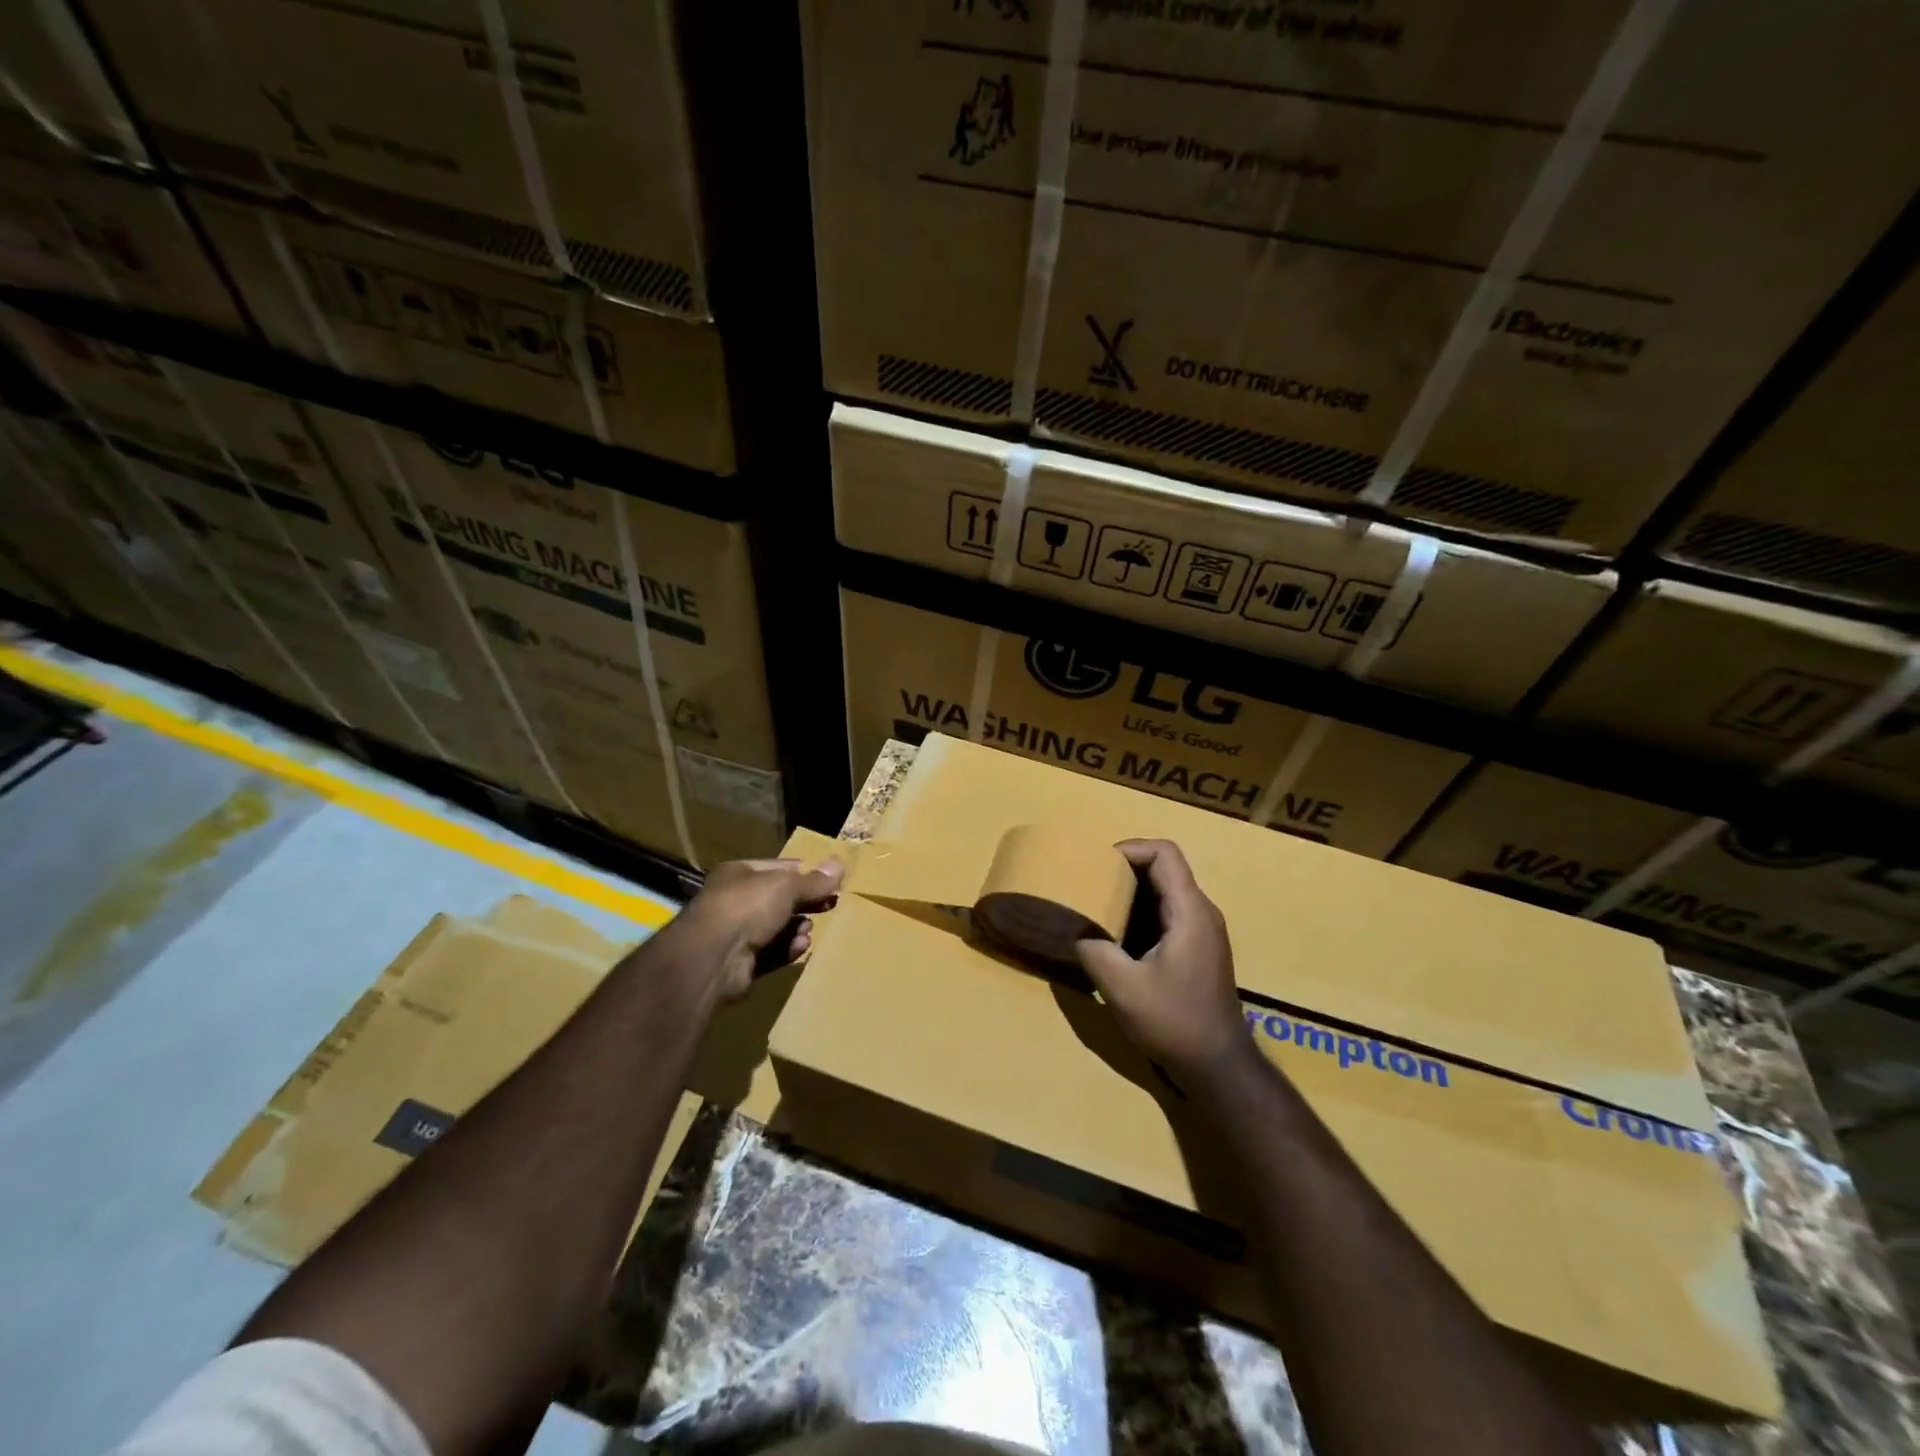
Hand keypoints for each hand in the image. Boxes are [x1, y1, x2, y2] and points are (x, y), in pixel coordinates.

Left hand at [681, 856, 844, 999]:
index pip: (779, 868)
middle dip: (804, 904)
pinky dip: (787, 950)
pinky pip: (771, 953)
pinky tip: (800, 948)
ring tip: (809, 930)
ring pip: (775, 928)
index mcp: (740, 874)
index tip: (830, 881)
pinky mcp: (740, 964)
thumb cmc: (748, 907)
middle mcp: (735, 901)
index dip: (805, 873)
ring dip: (796, 929)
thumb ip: (814, 880)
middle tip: (830, 906)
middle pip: (778, 900)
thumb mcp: (786, 886)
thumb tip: (840, 864)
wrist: (713, 958)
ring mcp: (735, 934)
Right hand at [1075, 840, 1249, 1081]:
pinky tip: (1116, 938)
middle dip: (1124, 871)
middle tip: (1090, 885)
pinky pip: (1168, 915)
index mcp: (1189, 910)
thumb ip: (1094, 949)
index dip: (1130, 848)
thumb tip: (1075, 929)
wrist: (1218, 1068)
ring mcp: (1203, 932)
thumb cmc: (1174, 1021)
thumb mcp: (1121, 986)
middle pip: (1164, 869)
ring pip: (1165, 893)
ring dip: (1131, 895)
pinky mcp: (1199, 951)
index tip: (1098, 865)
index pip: (1164, 853)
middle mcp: (1201, 912)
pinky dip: (1140, 915)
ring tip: (1096, 908)